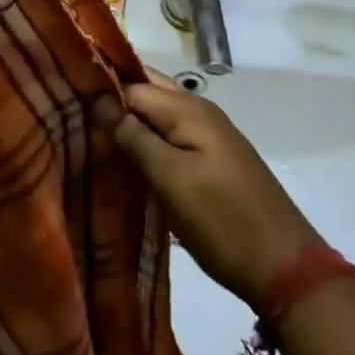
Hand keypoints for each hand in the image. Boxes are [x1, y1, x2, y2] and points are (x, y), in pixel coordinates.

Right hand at [95, 79, 320, 304]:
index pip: (131, 84)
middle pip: (146, 93)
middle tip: (75, 117)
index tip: (66, 101)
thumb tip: (101, 101)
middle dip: (114, 102)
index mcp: (187, 108)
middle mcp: (199, 110)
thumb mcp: (171, 180)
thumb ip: (135, 137)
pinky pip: (173, 137)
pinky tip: (131, 162)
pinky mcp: (216, 161)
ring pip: (159, 116)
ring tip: (94, 140)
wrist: (288, 271)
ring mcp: (211, 135)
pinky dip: (150, 143)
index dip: (100, 91)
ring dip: (131, 125)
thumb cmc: (223, 221)